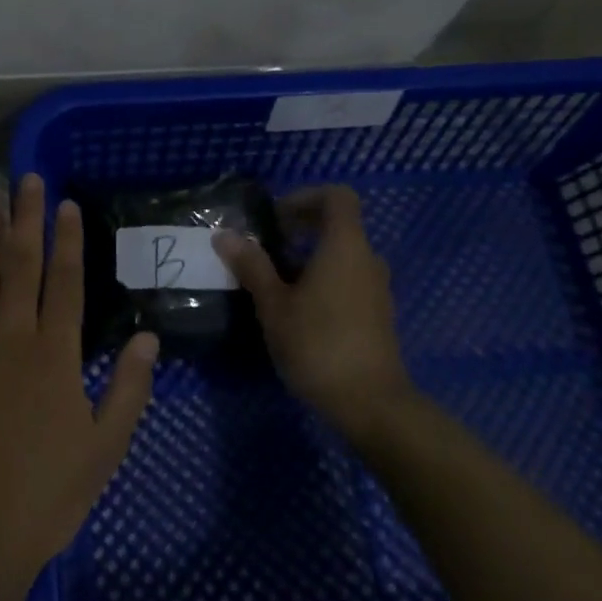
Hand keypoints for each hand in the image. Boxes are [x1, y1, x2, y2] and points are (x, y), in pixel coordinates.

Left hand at [0, 174, 157, 600]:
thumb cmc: (44, 497)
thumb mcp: (104, 450)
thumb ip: (129, 389)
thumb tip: (149, 338)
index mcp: (54, 353)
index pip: (65, 280)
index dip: (66, 239)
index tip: (63, 203)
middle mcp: (9, 335)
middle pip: (18, 263)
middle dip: (23, 217)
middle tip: (24, 177)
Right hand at [213, 185, 411, 437]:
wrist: (371, 404)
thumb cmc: (318, 344)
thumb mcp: (274, 304)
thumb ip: (252, 265)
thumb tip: (225, 235)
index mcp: (345, 246)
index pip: (337, 196)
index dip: (304, 197)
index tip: (275, 218)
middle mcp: (367, 259)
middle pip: (338, 224)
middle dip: (300, 228)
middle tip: (265, 248)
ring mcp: (376, 287)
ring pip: (342, 254)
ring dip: (309, 257)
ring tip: (273, 281)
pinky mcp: (377, 313)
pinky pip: (348, 278)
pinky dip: (323, 279)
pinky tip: (296, 308)